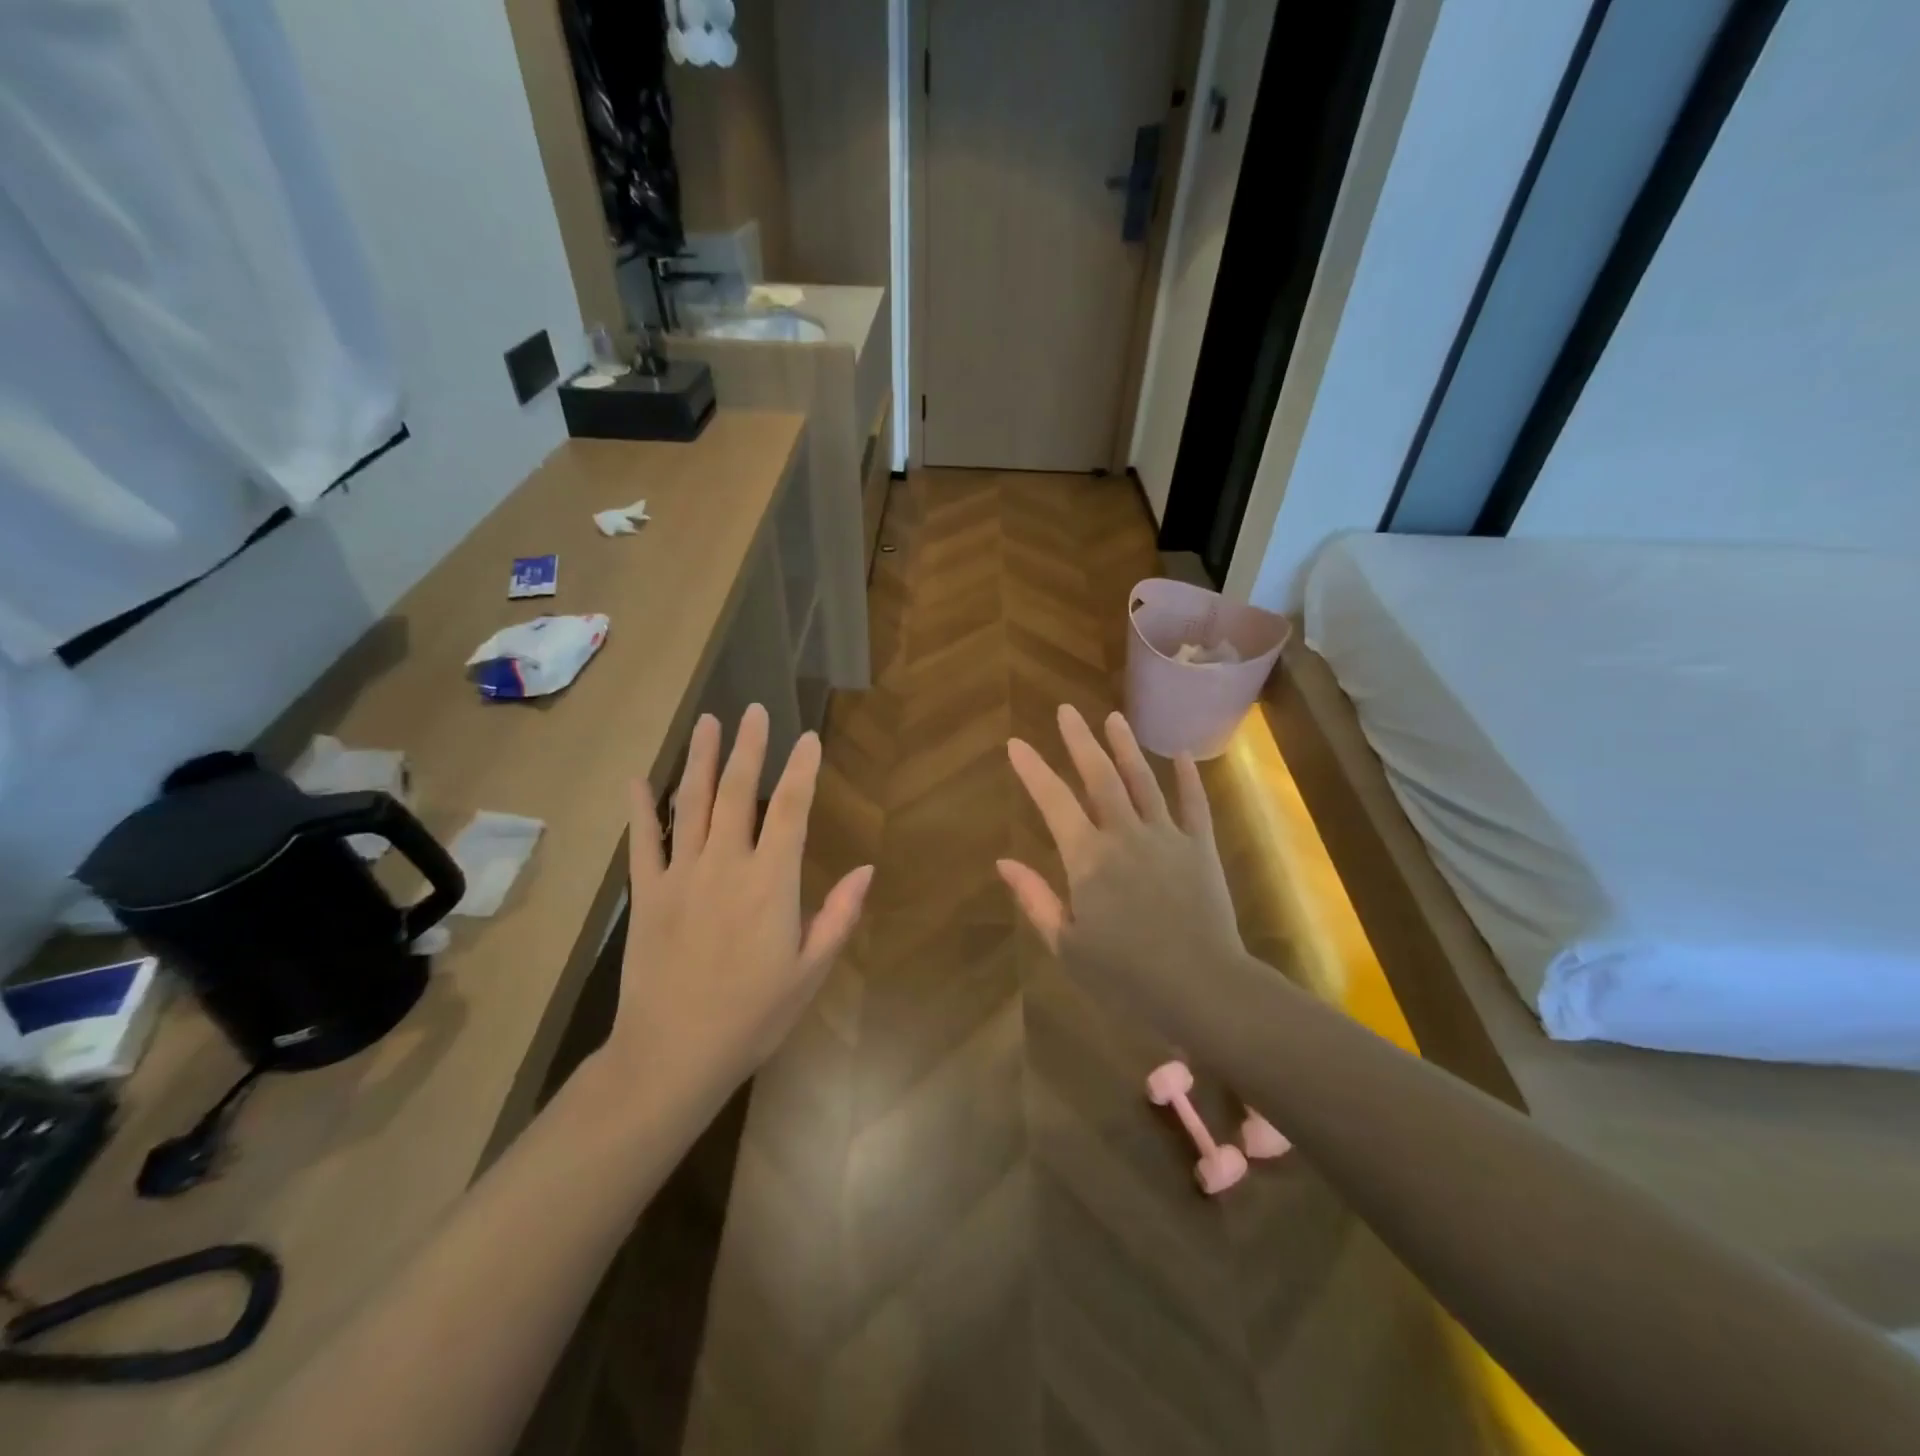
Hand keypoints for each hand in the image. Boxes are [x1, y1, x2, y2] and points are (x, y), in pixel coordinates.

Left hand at [605, 705, 872, 1104]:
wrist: (673, 1055)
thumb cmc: (753, 1016)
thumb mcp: (810, 971)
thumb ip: (838, 915)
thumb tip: (866, 869)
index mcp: (771, 883)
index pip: (792, 810)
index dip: (802, 770)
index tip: (808, 738)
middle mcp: (726, 866)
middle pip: (738, 793)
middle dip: (749, 748)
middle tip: (754, 710)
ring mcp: (681, 876)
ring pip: (691, 805)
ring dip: (701, 761)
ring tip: (708, 723)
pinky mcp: (647, 894)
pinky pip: (643, 842)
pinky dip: (641, 808)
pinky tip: (640, 779)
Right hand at [998, 706, 1246, 1037]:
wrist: (1203, 989)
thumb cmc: (1127, 977)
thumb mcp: (1068, 946)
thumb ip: (1036, 899)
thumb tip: (1003, 861)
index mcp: (1088, 859)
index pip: (1053, 802)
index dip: (1033, 770)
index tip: (1016, 743)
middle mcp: (1125, 835)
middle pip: (1099, 777)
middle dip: (1079, 741)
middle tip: (1066, 711)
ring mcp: (1166, 836)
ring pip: (1142, 780)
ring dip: (1125, 747)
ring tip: (1113, 717)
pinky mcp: (1200, 847)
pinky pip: (1193, 804)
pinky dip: (1187, 778)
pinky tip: (1179, 754)